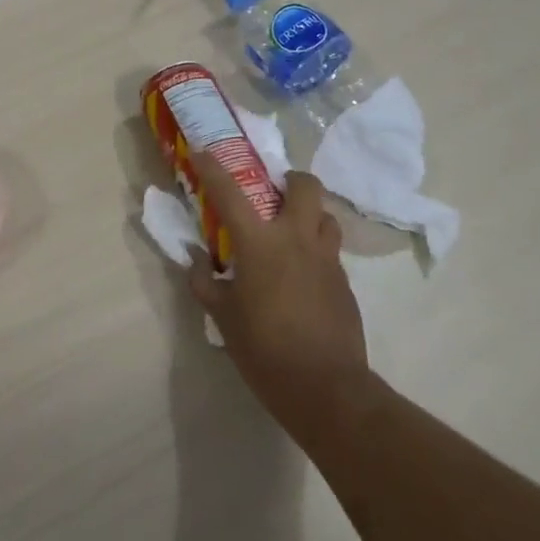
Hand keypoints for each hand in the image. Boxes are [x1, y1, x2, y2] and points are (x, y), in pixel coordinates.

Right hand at [186, 152, 374, 445]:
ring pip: (325, 216)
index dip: (213, 168)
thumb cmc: (264, 349)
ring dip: (308, 214)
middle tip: (272, 192)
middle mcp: (297, 240)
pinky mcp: (345, 282)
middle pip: (305, 187)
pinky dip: (314, 249)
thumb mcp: (222, 316)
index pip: (230, 193)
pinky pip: (330, 250)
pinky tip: (300, 275)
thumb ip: (204, 282)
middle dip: (290, 179)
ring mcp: (327, 260)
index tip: (202, 152)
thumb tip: (194, 260)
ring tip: (289, 232)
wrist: (325, 388)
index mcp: (260, 244)